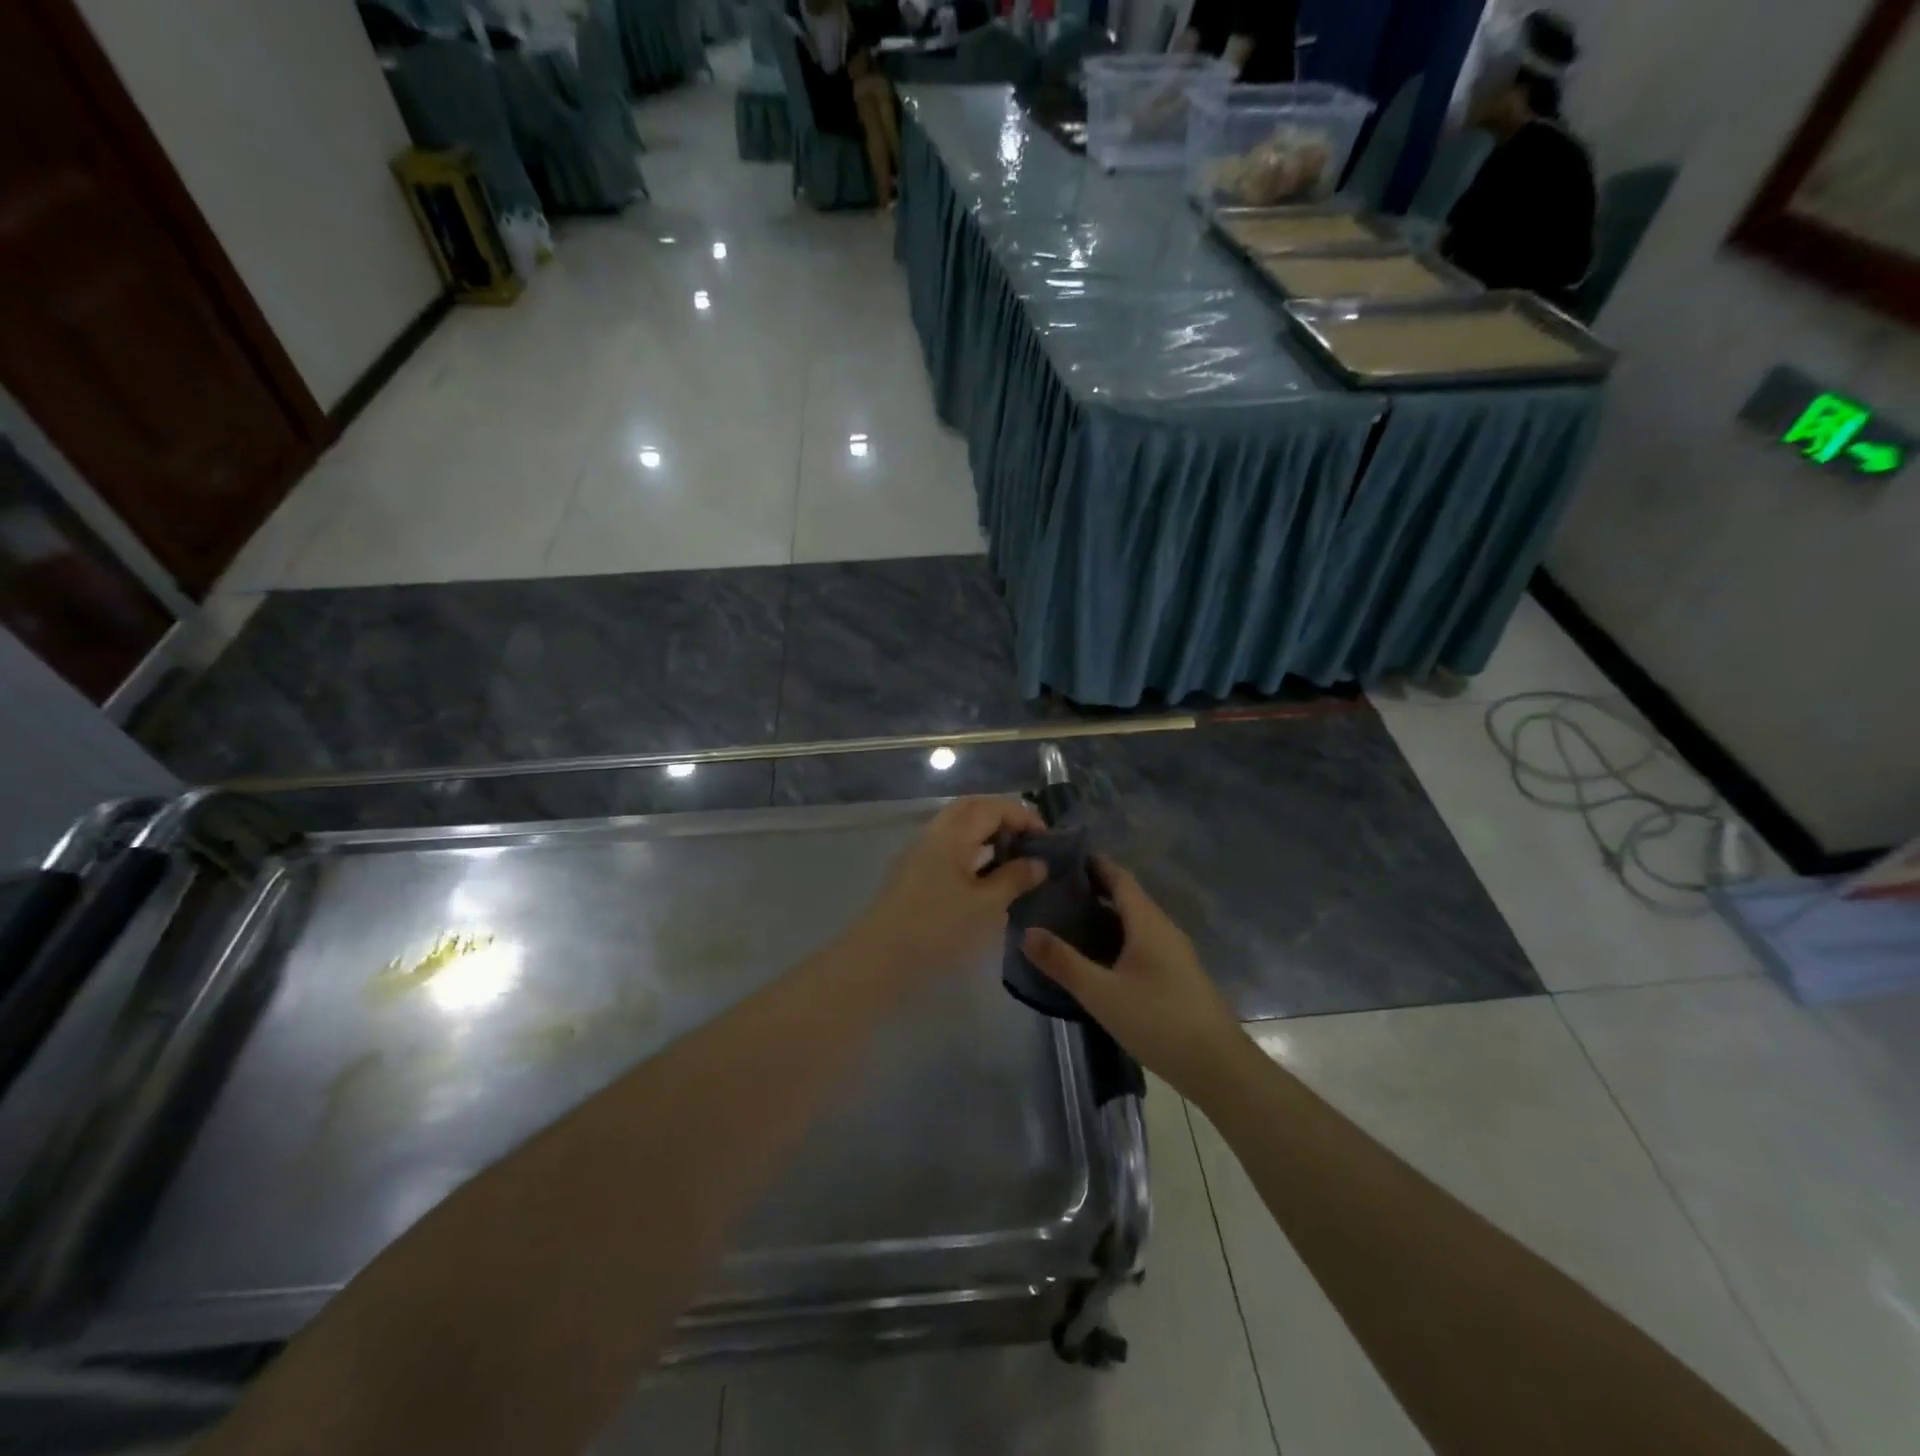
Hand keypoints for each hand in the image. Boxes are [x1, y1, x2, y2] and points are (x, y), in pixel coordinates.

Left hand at [846, 797, 1046, 977]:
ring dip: (987, 834)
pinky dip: (972, 850)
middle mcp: (935, 832)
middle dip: (1004, 819)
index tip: (1047, 839)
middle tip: (1029, 843)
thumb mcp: (986, 905)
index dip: (1024, 817)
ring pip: (959, 827)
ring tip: (1013, 859)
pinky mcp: (913, 870)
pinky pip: (949, 846)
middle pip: (973, 809)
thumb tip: (1038, 862)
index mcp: (954, 832)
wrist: (880, 956)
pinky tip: (985, 876)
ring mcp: (921, 850)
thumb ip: (1014, 878)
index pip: (994, 807)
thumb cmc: (938, 926)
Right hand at [1022, 858, 1242, 1097]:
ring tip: (1070, 921)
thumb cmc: (1158, 1020)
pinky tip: (1100, 958)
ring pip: (1136, 922)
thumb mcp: (1101, 993)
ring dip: (1106, 916)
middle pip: (1128, 898)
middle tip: (1056, 891)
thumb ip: (1063, 962)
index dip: (1095, 864)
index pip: (1120, 878)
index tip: (1064, 856)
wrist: (1218, 1067)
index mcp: (1148, 923)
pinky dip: (1118, 938)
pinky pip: (1143, 943)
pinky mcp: (1178, 976)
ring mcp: (1175, 953)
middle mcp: (1164, 929)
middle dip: (1095, 889)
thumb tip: (1027, 932)